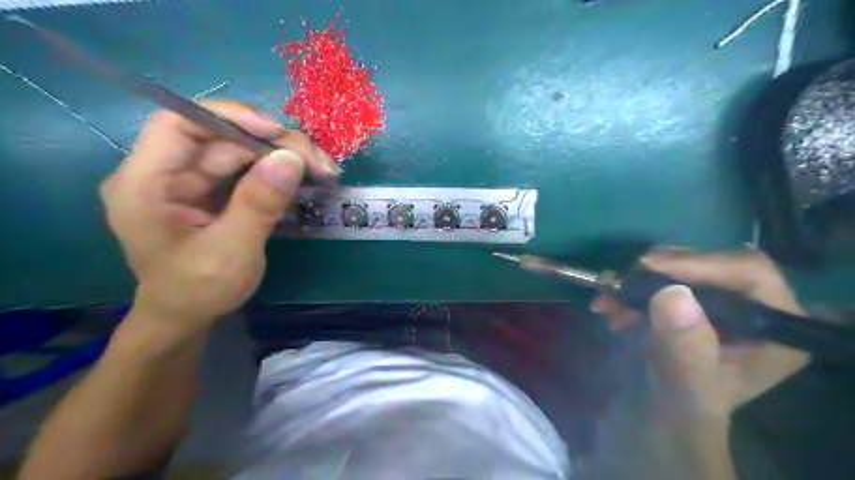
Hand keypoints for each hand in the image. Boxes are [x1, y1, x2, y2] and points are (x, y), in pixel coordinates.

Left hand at [101, 99, 339, 332]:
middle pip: (222, 138)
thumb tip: (291, 159)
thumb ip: (258, 204)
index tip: (278, 134)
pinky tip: (306, 181)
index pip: (180, 124)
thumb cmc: (198, 290)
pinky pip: (248, 170)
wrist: (188, 318)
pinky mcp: (213, 192)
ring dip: (283, 159)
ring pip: (241, 152)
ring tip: (323, 172)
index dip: (229, 118)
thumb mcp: (231, 251)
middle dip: (274, 145)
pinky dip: (279, 173)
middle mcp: (166, 173)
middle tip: (319, 163)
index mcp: (147, 183)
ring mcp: (191, 181)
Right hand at [593, 252, 810, 420]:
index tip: (646, 271)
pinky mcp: (687, 305)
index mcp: (774, 332)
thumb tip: (672, 293)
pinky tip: (610, 306)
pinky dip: (631, 288)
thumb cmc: (678, 416)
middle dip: (659, 273)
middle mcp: (752, 311)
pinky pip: (659, 279)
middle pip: (710, 264)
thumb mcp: (683, 391)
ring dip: (638, 281)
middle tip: (620, 285)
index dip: (697, 264)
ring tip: (608, 301)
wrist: (656, 426)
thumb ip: (685, 349)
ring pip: (680, 268)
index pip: (748, 273)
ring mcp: (717, 305)